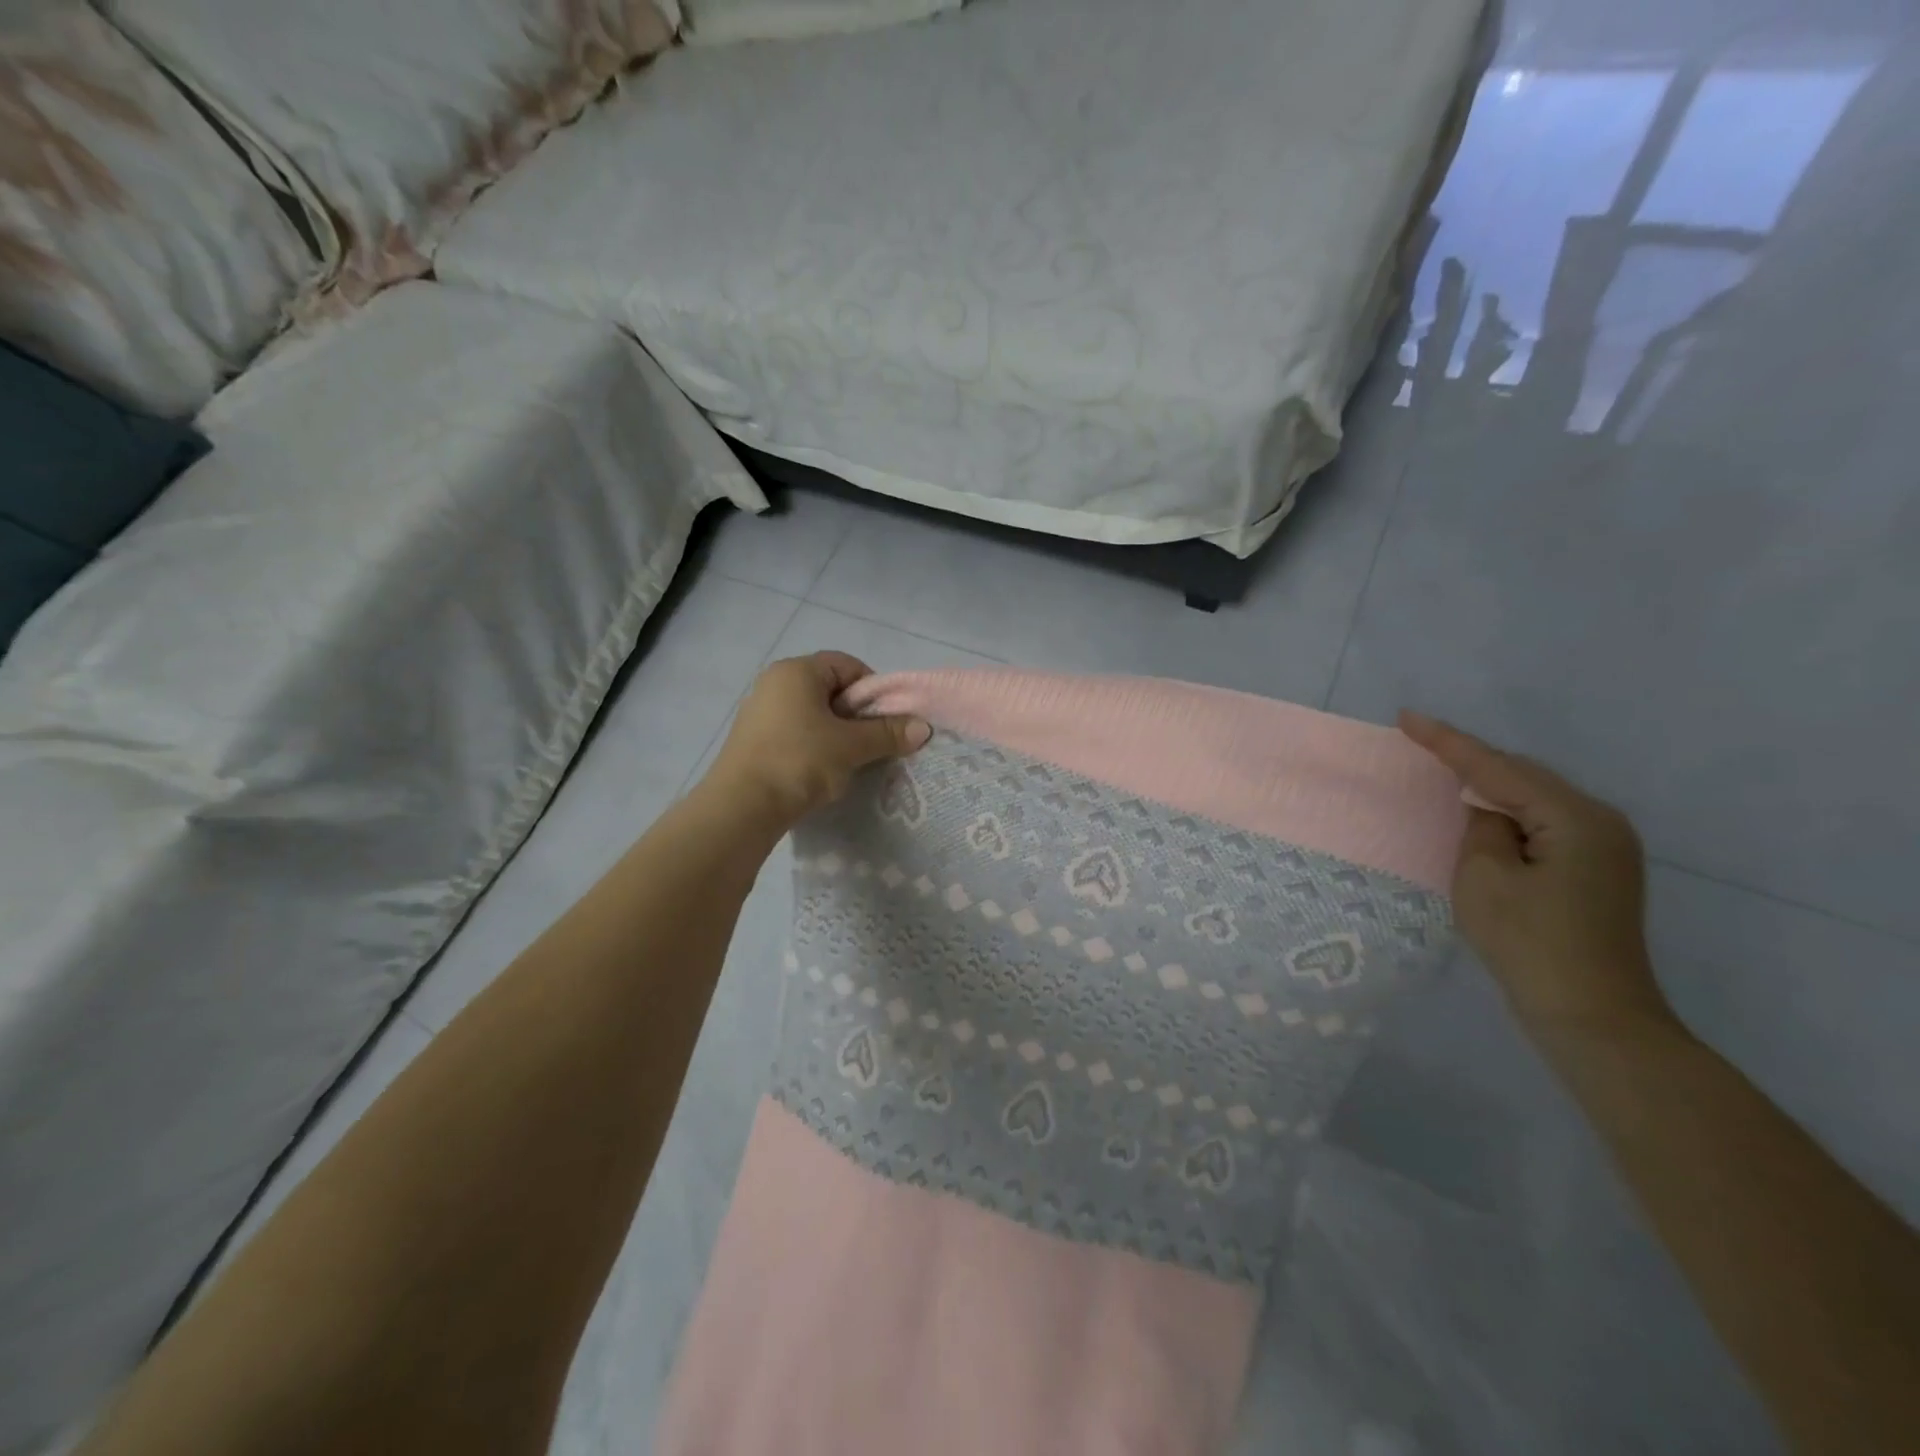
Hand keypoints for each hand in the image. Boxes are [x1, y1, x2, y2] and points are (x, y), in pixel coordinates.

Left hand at [708, 652, 930, 825]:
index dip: (873, 689)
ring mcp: (759, 712)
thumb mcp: (851, 747)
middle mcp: (774, 683)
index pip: (847, 665)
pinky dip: (813, 747)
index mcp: (796, 671)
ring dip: (836, 734)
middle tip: (873, 743)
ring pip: (812, 714)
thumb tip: (923, 727)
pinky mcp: (752, 741)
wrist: (741, 808)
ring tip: (849, 762)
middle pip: (829, 689)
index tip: (886, 720)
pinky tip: (821, 773)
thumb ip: (888, 733)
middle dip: (856, 715)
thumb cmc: (799, 761)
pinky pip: (794, 733)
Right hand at [1399, 712, 1673, 1036]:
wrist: (1593, 1017)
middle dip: (1471, 760)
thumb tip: (1485, 808)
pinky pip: (1543, 823)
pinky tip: (1481, 815)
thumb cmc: (1531, 944)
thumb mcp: (1484, 877)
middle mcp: (1601, 821)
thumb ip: (1479, 826)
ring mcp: (1606, 846)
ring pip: (1534, 798)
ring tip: (1442, 773)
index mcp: (1575, 817)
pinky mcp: (1598, 870)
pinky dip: (1508, 814)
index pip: (1497, 767)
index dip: (1447, 742)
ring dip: (1489, 787)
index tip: (1407, 717)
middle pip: (1522, 775)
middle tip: (1419, 743)